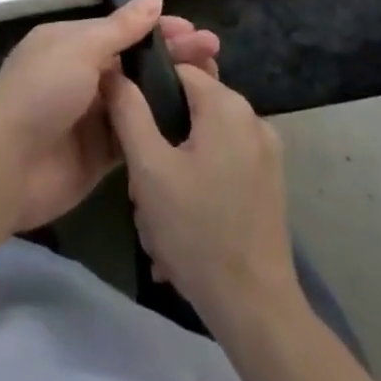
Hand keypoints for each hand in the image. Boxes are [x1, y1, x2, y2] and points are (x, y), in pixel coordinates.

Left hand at [0, 0, 219, 233]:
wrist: (7, 164)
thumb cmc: (41, 92)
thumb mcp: (80, 49)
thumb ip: (120, 28)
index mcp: (72, 42)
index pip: (124, 29)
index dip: (159, 29)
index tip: (196, 32)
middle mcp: (84, 74)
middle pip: (136, 62)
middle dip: (173, 58)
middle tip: (215, 57)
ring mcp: (93, 115)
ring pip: (140, 98)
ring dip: (172, 91)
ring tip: (214, 89)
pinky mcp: (101, 155)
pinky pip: (136, 136)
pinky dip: (159, 128)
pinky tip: (193, 127)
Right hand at [104, 63, 295, 323]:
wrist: (256, 310)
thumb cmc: (197, 231)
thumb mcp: (149, 169)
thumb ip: (128, 112)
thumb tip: (112, 71)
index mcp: (227, 105)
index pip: (177, 70)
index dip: (146, 90)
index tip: (126, 123)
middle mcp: (252, 118)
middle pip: (190, 107)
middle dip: (160, 138)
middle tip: (141, 180)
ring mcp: (266, 153)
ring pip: (203, 139)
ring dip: (175, 166)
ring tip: (157, 210)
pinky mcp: (268, 183)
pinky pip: (221, 163)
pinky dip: (198, 182)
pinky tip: (181, 222)